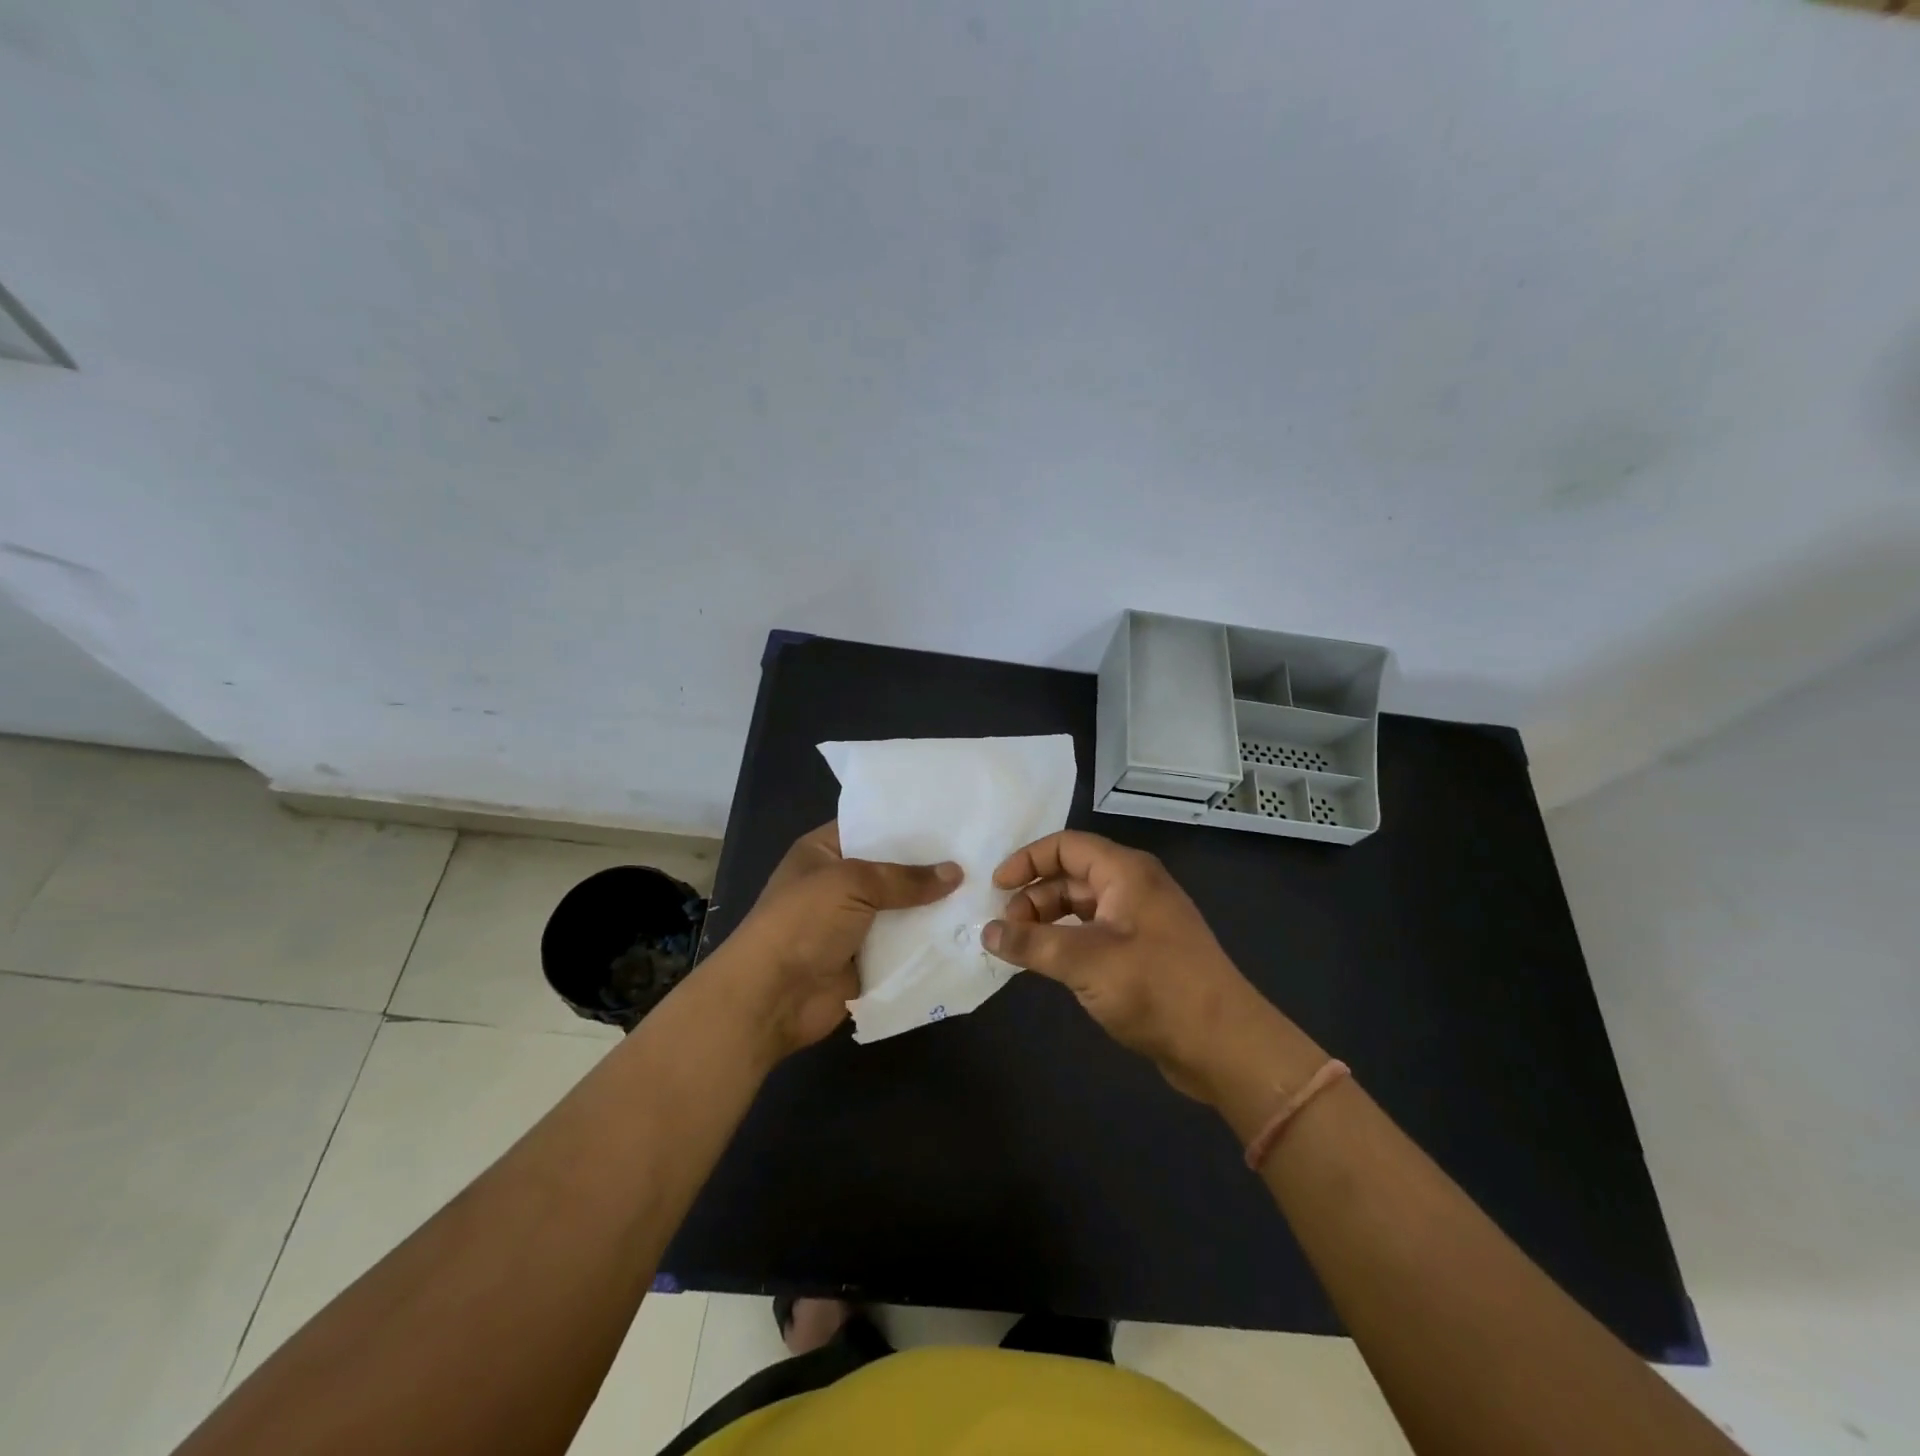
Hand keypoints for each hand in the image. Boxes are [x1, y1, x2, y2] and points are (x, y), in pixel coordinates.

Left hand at [720, 822, 960, 1058]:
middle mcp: (839, 884)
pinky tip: (969, 928)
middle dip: (930, 865)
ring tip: (986, 887)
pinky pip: (905, 944)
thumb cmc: (802, 923)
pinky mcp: (868, 959)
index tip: (952, 816)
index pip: (871, 826)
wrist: (772, 997)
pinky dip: (929, 940)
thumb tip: (956, 873)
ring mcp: (854, 923)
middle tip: (980, 851)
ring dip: (934, 905)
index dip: (907, 823)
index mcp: (824, 852)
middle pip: (892, 869)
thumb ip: (904, 878)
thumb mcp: (851, 883)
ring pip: (903, 908)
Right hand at [984, 830, 1285, 1101]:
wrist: (1224, 1045)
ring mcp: (1141, 920)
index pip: (1066, 846)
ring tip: (1019, 948)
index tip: (995, 888)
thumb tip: (986, 932)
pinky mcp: (1144, 952)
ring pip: (1082, 906)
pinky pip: (1094, 933)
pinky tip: (1048, 963)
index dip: (1027, 860)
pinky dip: (1066, 941)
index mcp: (1126, 873)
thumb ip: (1031, 944)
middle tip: (1003, 928)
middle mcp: (1134, 887)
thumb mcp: (1085, 962)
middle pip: (1072, 875)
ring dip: (1047, 921)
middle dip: (1034, 896)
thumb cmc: (1155, 989)